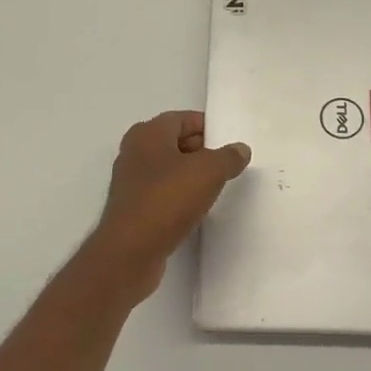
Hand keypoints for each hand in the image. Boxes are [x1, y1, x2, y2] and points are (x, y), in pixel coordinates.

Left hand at [85, 111, 251, 303]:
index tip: (229, 141)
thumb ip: (228, 156)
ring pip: (168, 169)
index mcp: (148, 133)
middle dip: (201, 151)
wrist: (130, 252)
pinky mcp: (132, 208)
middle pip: (174, 142)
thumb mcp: (209, 171)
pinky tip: (196, 209)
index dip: (207, 127)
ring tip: (216, 187)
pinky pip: (162, 193)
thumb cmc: (168, 199)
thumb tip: (240, 149)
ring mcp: (130, 181)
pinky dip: (179, 196)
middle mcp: (134, 152)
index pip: (182, 118)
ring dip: (190, 175)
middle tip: (227, 164)